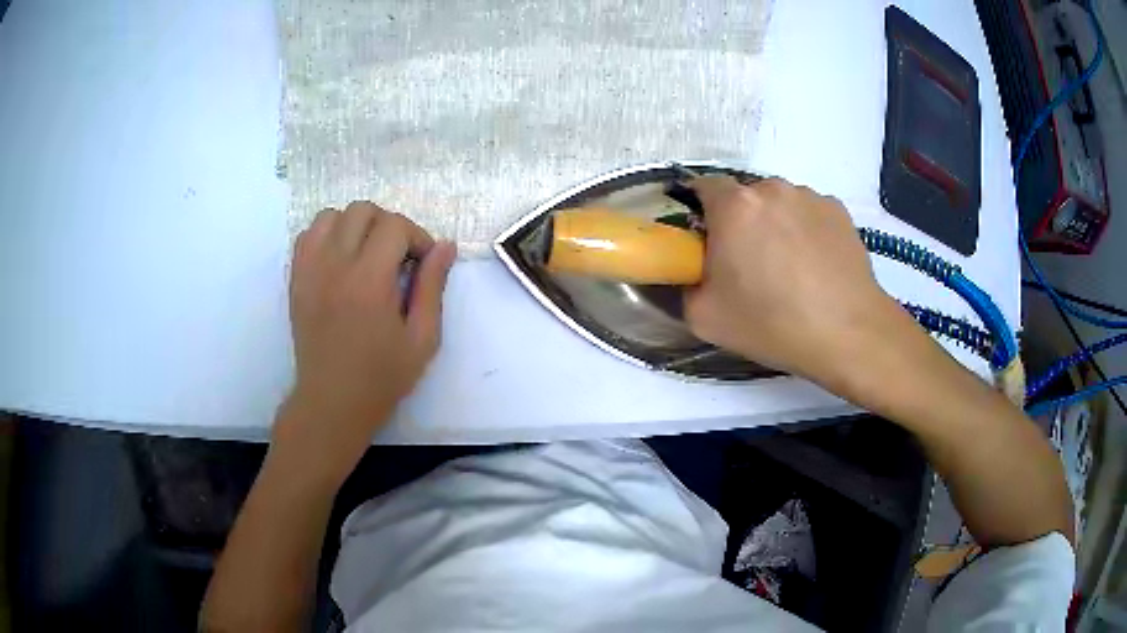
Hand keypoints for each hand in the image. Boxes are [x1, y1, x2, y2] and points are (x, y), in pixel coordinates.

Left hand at [275, 202, 456, 481]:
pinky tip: (340, 261)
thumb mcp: (422, 339)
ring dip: (355, 226)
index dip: (417, 237)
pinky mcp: (296, 279)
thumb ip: (433, 287)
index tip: (423, 263)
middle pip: (362, 210)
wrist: (331, 402)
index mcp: (369, 280)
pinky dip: (327, 236)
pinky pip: (308, 235)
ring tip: (366, 255)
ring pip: (332, 216)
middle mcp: (335, 265)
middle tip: (397, 258)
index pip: (394, 225)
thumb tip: (445, 246)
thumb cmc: (381, 377)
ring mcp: (310, 270)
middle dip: (388, 225)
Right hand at [685, 177, 905, 387]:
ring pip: (779, 204)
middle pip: (744, 197)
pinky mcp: (838, 210)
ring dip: (775, 225)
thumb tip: (690, 273)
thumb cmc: (772, 324)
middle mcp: (772, 188)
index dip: (699, 212)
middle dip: (740, 223)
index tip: (705, 242)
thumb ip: (683, 286)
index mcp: (734, 206)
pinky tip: (816, 267)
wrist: (848, 333)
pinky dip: (805, 231)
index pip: (702, 187)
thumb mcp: (704, 318)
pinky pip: (809, 214)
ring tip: (790, 269)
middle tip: (748, 265)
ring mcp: (810, 196)